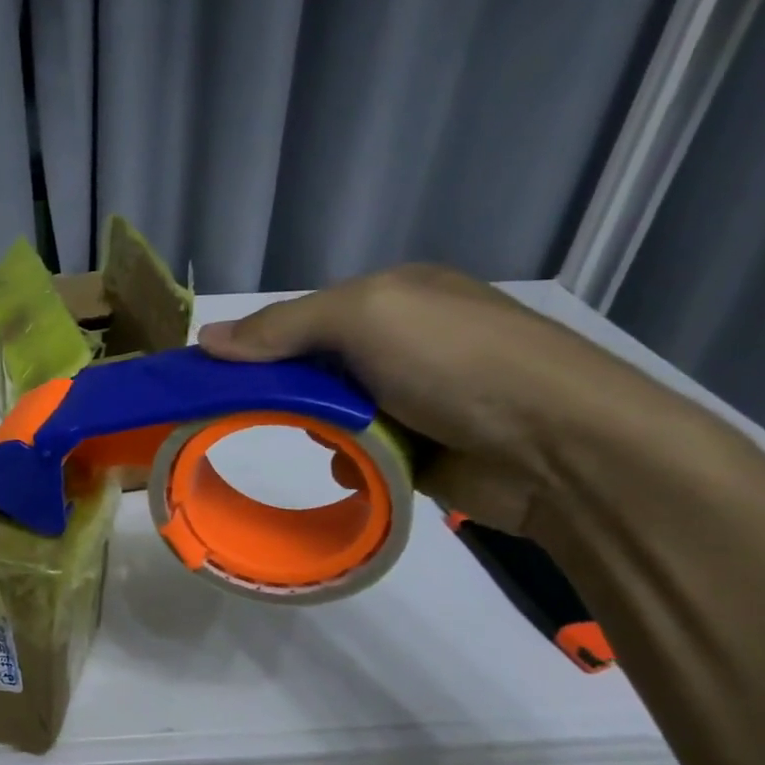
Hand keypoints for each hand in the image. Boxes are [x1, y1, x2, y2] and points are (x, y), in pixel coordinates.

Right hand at [197, 265, 670, 534]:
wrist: (558, 447)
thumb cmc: (457, 363)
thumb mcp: (365, 319)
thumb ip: (283, 327)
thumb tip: (206, 338)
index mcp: (393, 296)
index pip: (303, 317)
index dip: (257, 344)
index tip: (214, 377)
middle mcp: (404, 341)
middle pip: (314, 368)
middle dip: (289, 392)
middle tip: (264, 416)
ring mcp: (416, 397)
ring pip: (334, 414)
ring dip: (321, 430)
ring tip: (327, 443)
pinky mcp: (424, 449)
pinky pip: (361, 453)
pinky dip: (350, 462)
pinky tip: (354, 469)